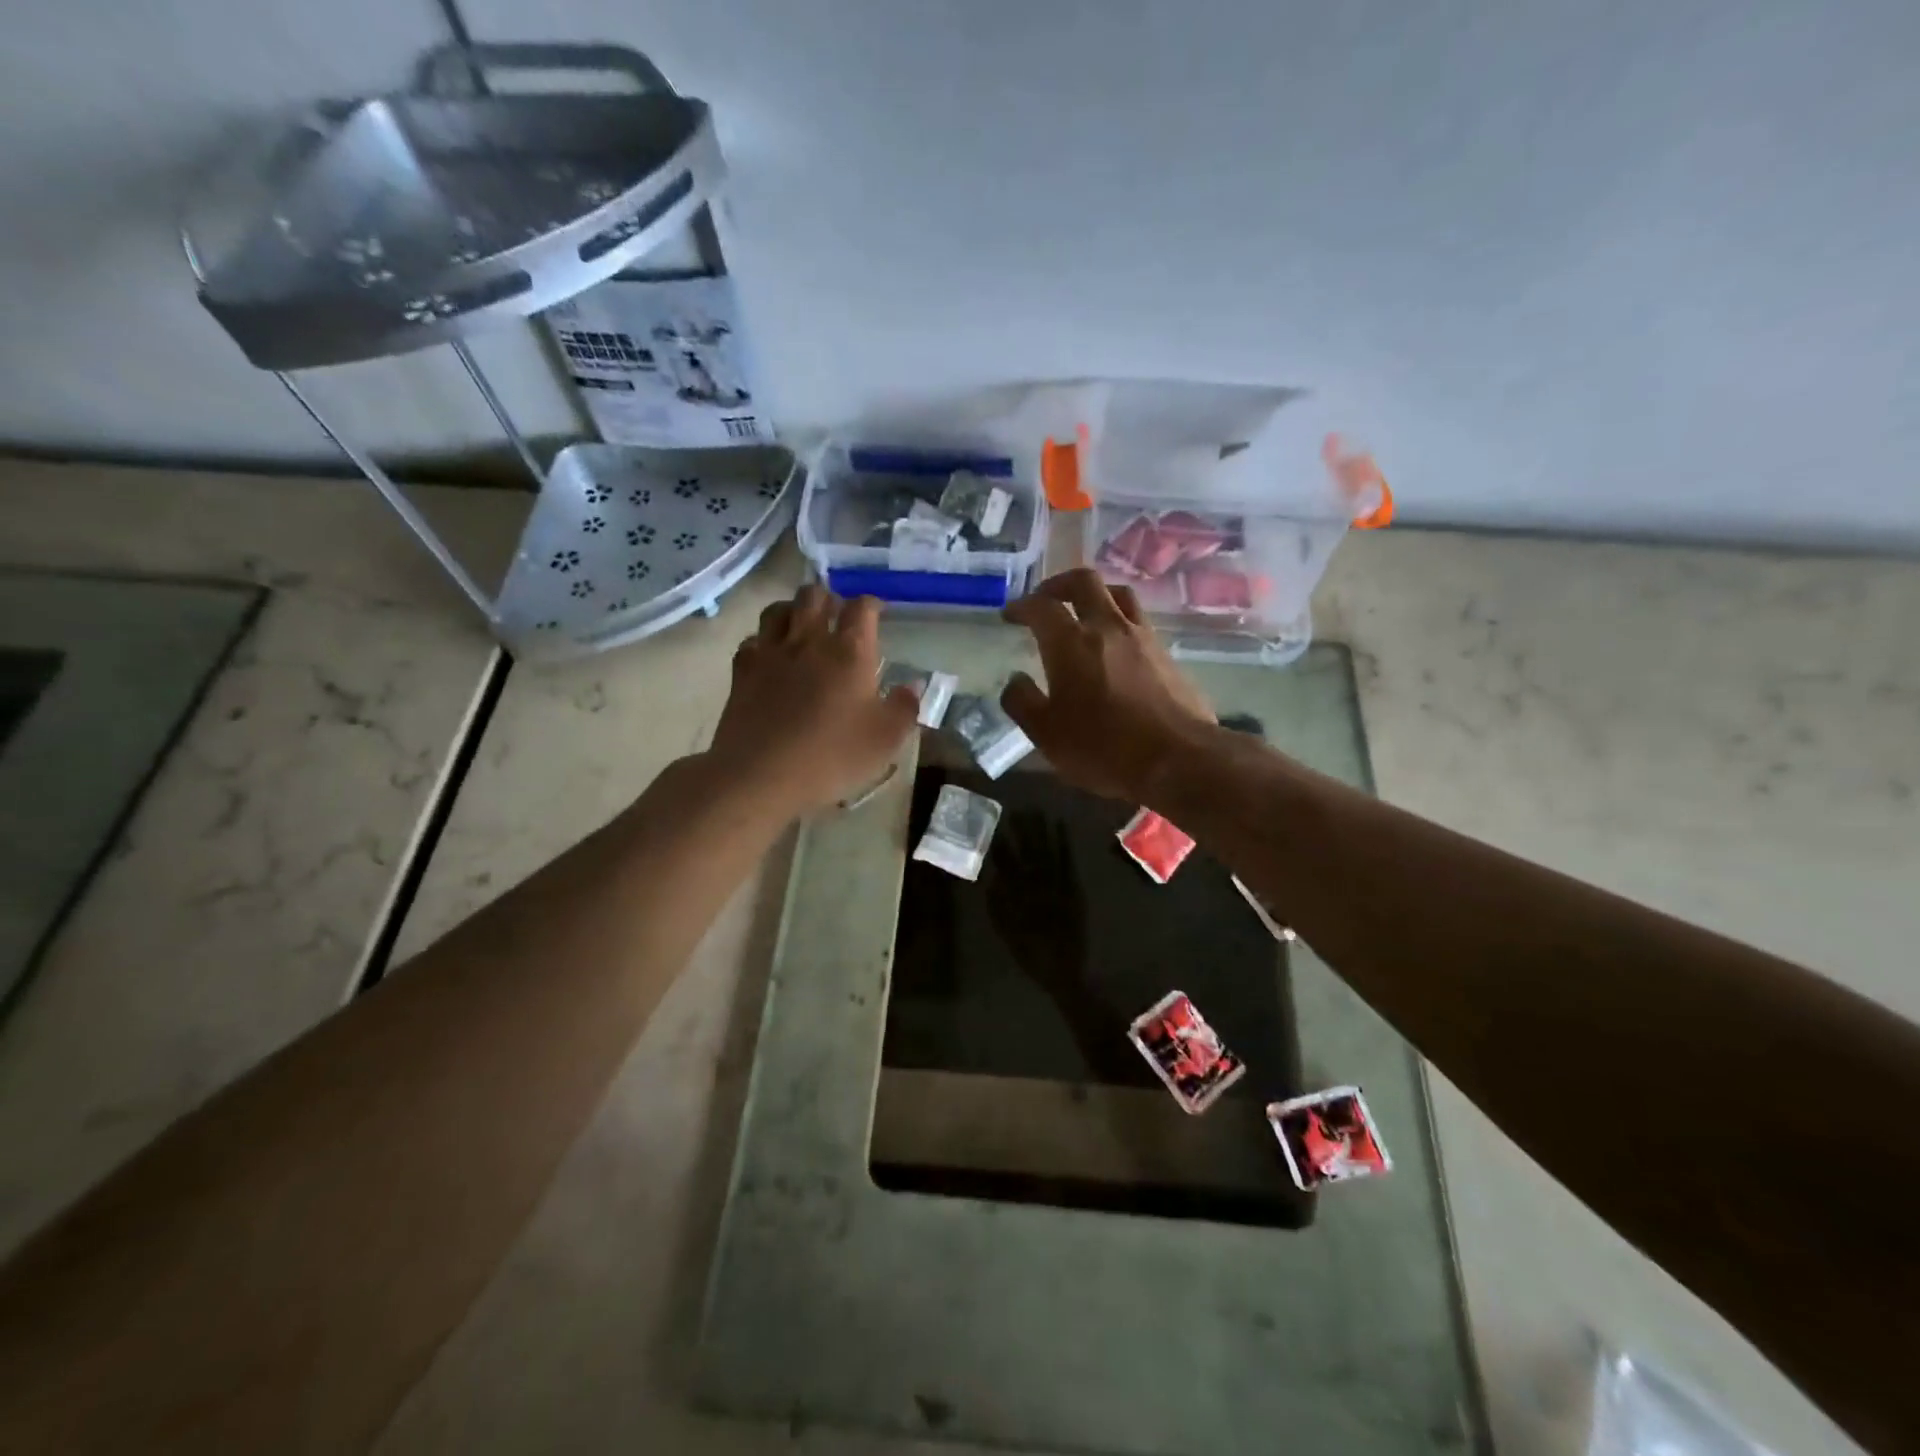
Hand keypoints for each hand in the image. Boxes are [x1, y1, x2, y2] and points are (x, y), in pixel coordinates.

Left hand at [709, 585, 918, 815]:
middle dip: (829, 598)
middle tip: (838, 616)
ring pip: (778, 610)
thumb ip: (904, 708)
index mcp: (849, 651)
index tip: (878, 612)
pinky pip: (752, 640)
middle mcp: (808, 641)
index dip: (871, 604)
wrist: (761, 775)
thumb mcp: (886, 740)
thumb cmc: (832, 756)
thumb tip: (912, 685)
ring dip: (793, 610)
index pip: (861, 608)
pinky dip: (764, 641)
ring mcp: (771, 653)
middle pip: (814, 595)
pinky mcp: (742, 672)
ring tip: (802, 626)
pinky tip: (771, 656)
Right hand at [1000, 569, 1213, 801]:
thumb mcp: (1046, 734)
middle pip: (1084, 582)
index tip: (1011, 614)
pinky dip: (1120, 622)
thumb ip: (1023, 702)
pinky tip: (1116, 647)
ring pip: (1118, 595)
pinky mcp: (1167, 655)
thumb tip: (1015, 681)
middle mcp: (1108, 627)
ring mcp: (1143, 638)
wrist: (1179, 759)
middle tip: (1046, 598)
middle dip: (1059, 584)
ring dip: (1096, 595)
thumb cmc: (1103, 747)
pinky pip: (1140, 622)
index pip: (1041, 607)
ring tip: (1084, 612)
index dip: (1022, 606)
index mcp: (1071, 642)